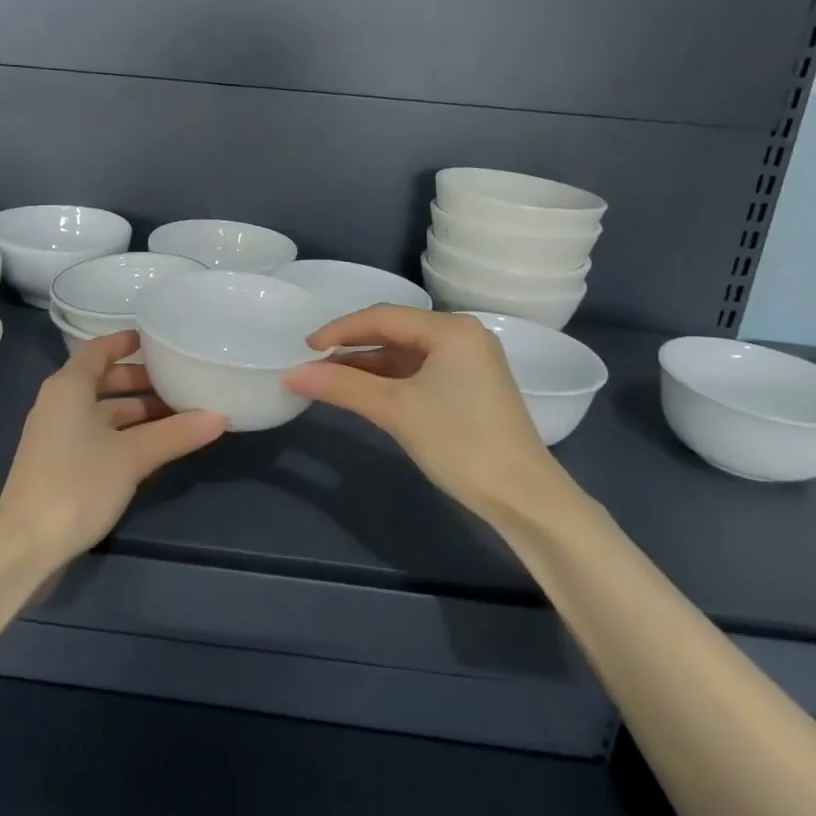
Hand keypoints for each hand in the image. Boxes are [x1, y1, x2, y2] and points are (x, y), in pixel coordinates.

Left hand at [0, 331, 226, 564]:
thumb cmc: (77, 484)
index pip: (99, 350)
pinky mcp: (59, 465)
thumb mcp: (132, 456)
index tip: (157, 340)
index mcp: (69, 387)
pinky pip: (97, 435)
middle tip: (179, 382)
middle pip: (103, 380)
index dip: (126, 342)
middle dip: (140, 381)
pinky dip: (124, 433)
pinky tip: (152, 447)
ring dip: (136, 411)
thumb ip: (175, 434)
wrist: (25, 546)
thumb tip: (220, 417)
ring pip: (102, 411)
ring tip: (177, 415)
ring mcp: (57, 436)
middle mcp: (59, 404)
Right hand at [285, 306, 554, 520]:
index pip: (383, 317)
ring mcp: (470, 361)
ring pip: (406, 354)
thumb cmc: (459, 443)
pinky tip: (366, 392)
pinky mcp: (472, 387)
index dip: (340, 330)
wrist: (524, 497)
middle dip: (353, 347)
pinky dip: (391, 380)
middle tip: (315, 364)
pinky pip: (421, 371)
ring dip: (369, 366)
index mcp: (451, 329)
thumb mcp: (395, 410)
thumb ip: (342, 386)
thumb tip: (292, 375)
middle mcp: (463, 336)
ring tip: (332, 380)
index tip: (305, 348)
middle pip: (395, 331)